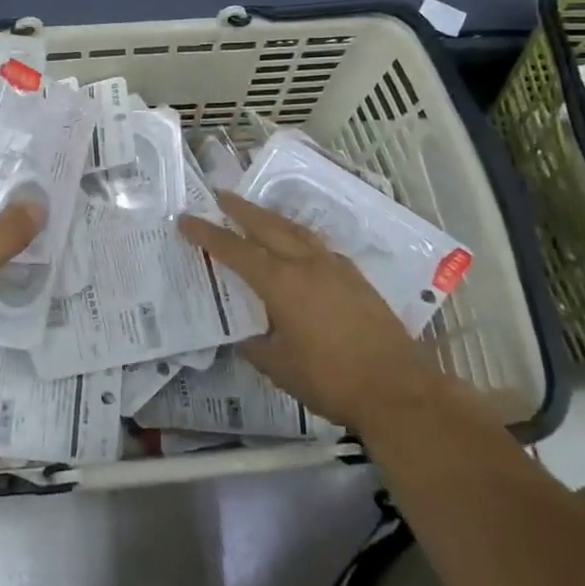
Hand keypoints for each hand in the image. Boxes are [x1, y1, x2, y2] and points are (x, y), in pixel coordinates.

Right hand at [179, 191, 437, 426]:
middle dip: (241, 209)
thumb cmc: (330, 379)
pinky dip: (298, 237)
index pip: (235, 250)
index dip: (207, 234)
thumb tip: (246, 334)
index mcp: (281, 282)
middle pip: (268, 225)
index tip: (185, 219)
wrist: (398, 389)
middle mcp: (306, 264)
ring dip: (272, 218)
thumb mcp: (278, 366)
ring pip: (296, 231)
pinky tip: (297, 246)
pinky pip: (318, 246)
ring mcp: (336, 268)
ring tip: (256, 213)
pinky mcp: (356, 278)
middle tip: (220, 196)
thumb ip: (256, 344)